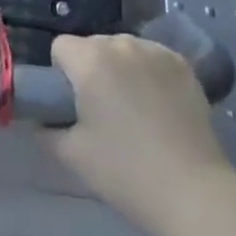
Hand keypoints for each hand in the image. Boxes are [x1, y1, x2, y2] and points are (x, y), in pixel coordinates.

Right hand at [45, 34, 230, 231]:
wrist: (193, 192)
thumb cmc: (126, 173)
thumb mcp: (74, 157)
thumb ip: (47, 131)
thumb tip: (41, 119)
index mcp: (90, 60)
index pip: (61, 47)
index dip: (62, 74)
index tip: (74, 105)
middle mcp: (120, 44)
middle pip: (93, 45)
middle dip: (92, 69)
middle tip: (104, 112)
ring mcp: (154, 50)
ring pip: (124, 49)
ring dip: (121, 69)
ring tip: (136, 110)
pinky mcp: (182, 63)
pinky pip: (153, 57)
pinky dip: (149, 73)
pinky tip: (160, 106)